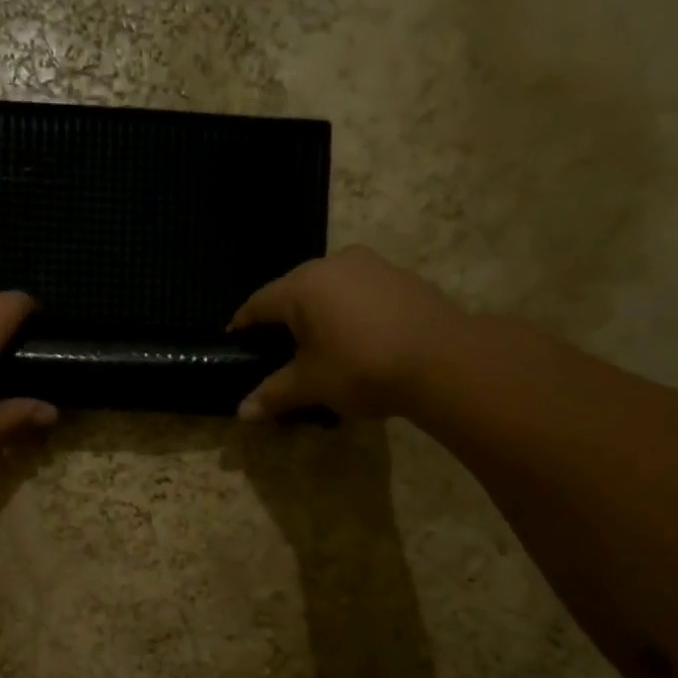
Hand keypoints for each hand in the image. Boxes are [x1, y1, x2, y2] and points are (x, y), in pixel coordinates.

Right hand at [230, 245, 465, 419]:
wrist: (442, 360)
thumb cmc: (361, 368)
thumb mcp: (310, 385)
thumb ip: (273, 394)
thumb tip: (242, 413)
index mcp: (302, 286)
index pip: (258, 304)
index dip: (243, 325)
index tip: (235, 342)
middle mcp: (333, 264)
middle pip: (293, 292)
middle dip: (282, 320)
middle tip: (275, 350)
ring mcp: (371, 266)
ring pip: (329, 289)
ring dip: (318, 315)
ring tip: (317, 346)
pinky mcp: (400, 277)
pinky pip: (359, 293)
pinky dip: (348, 313)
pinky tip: (355, 340)